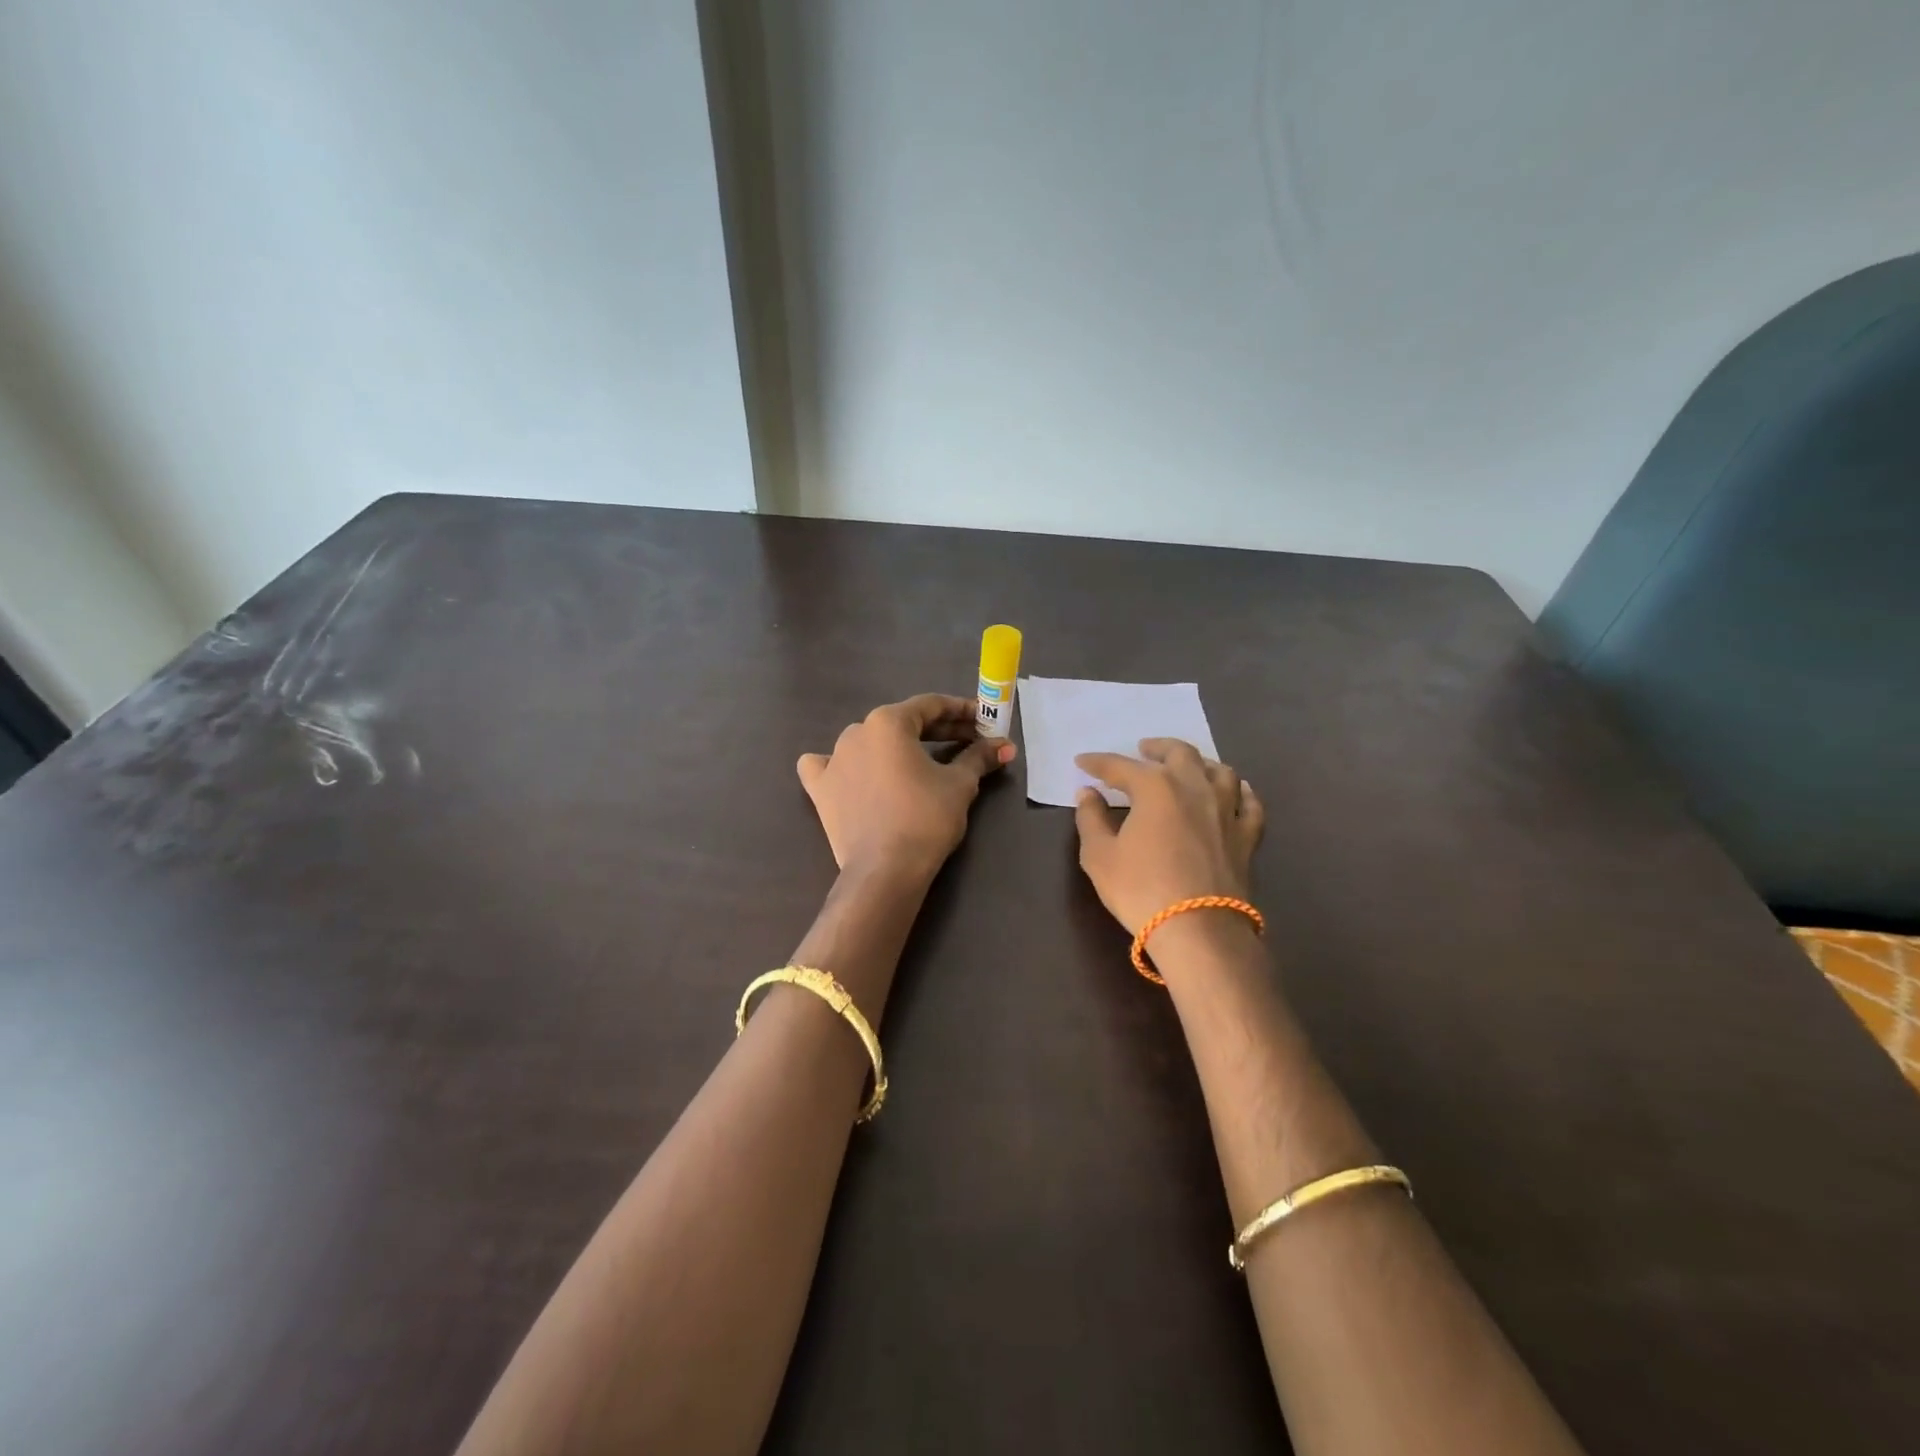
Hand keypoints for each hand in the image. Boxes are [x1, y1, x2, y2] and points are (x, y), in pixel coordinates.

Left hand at [798, 693, 1015, 879]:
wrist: (885, 870)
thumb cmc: (926, 818)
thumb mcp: (960, 784)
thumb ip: (979, 757)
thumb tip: (1004, 745)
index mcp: (888, 722)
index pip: (931, 706)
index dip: (963, 711)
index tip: (984, 720)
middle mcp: (856, 731)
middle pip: (902, 723)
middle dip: (938, 730)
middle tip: (969, 742)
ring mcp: (833, 759)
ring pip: (869, 742)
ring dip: (896, 747)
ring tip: (921, 762)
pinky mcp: (820, 789)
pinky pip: (827, 766)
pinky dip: (843, 766)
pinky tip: (852, 773)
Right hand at [1073, 739, 1264, 934]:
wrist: (1199, 929)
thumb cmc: (1141, 889)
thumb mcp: (1099, 856)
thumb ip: (1090, 819)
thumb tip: (1088, 794)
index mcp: (1155, 787)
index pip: (1120, 766)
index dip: (1098, 763)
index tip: (1083, 762)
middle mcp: (1194, 787)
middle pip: (1179, 753)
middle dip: (1157, 747)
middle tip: (1143, 749)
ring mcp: (1226, 810)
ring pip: (1219, 771)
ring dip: (1199, 763)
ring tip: (1187, 767)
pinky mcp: (1247, 836)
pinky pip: (1248, 803)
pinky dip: (1239, 791)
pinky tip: (1234, 792)